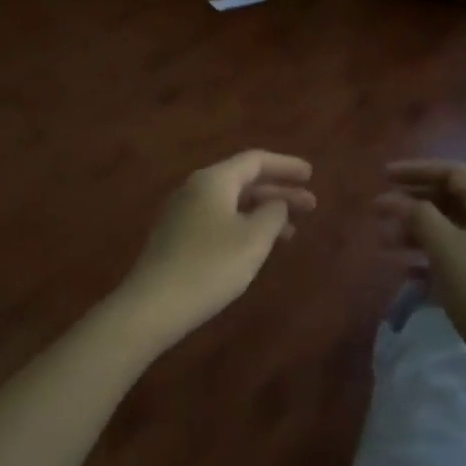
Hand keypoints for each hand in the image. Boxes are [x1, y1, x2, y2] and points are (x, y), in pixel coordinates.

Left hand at [118, 150, 315, 348]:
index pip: (255, 160)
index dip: (286, 166)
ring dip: (263, 213)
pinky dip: (244, 226)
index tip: (311, 175)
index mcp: (213, 180)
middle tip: (311, 206)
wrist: (154, 305)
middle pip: (244, 181)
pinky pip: (218, 220)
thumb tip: (275, 203)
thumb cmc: (210, 266)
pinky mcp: (176, 238)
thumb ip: (273, 214)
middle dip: (279, 192)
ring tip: (291, 233)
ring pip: (231, 203)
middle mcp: (195, 189)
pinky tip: (257, 246)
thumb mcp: (253, 239)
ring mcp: (182, 213)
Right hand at [377, 160, 465, 383]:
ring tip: (382, 242)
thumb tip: (393, 200)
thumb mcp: (446, 248)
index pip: (452, 173)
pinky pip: (450, 256)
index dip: (416, 170)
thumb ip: (418, 216)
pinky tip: (402, 269)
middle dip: (410, 203)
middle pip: (448, 200)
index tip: (383, 176)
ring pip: (446, 230)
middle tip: (377, 210)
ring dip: (413, 232)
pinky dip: (425, 257)